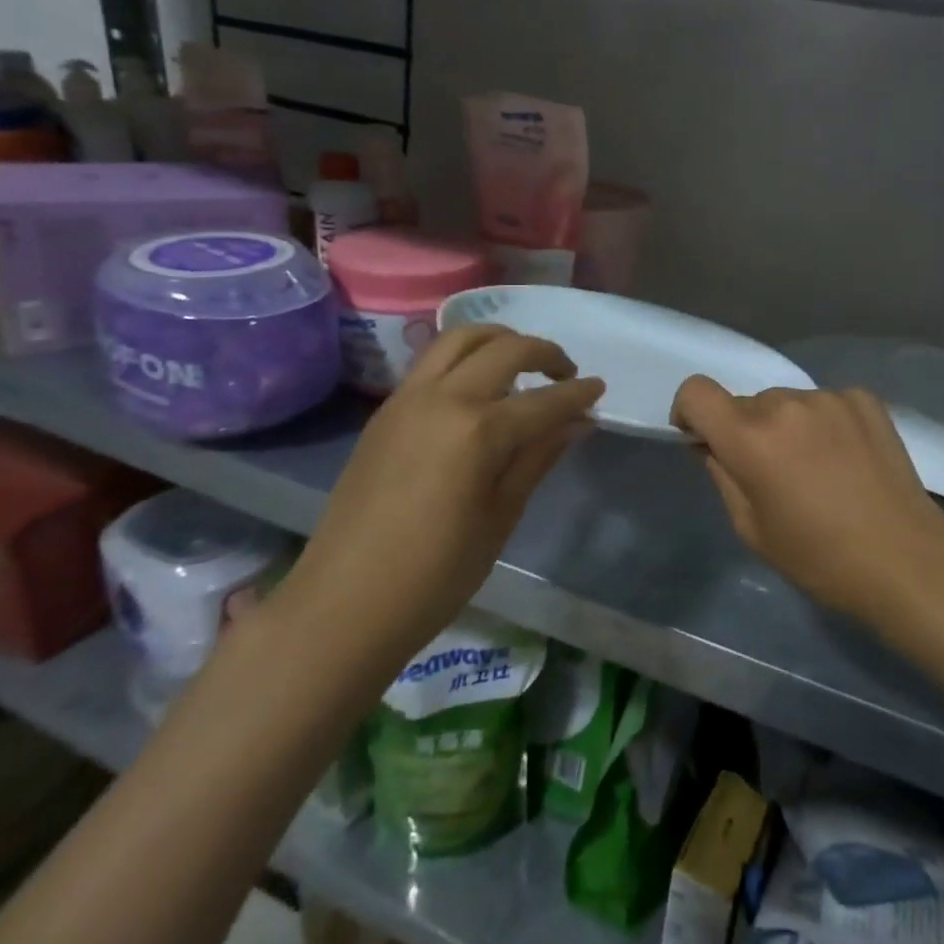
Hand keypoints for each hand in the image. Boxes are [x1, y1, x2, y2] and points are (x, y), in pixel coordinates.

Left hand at [286, 326, 603, 676]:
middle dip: (544, 353)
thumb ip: (539, 457)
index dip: (578, 393)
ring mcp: (407, 399)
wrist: (343, 604)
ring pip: (460, 339)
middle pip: (504, 349)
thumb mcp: (501, 516)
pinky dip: (465, 358)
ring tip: (521, 366)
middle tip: (566, 375)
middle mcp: (443, 399)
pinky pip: (432, 362)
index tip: (601, 389)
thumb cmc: (436, 574)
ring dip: (500, 341)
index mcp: (478, 431)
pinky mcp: (385, 411)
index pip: (544, 400)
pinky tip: (478, 390)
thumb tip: (578, 421)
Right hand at [671, 377, 943, 621]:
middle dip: (747, 431)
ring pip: (787, 402)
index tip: (704, 441)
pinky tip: (847, 460)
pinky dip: (823, 424)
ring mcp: (830, 397)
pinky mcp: (864, 399)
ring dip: (787, 426)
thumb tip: (712, 445)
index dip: (690, 413)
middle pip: (747, 403)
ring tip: (818, 470)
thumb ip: (722, 475)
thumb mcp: (752, 528)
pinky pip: (824, 403)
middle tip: (773, 474)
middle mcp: (788, 403)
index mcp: (752, 437)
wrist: (906, 559)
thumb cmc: (820, 558)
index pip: (697, 392)